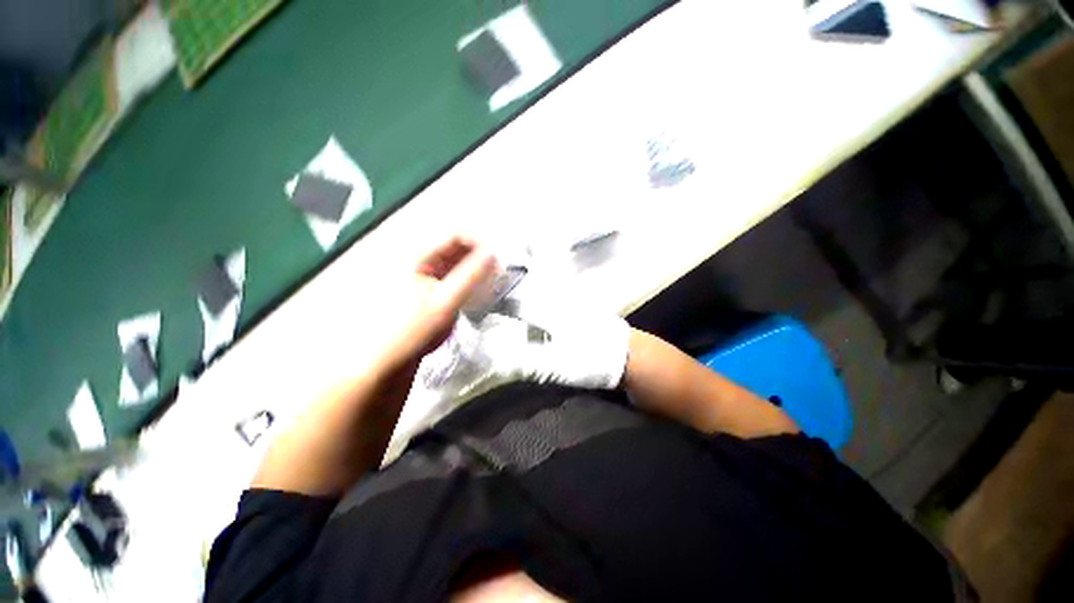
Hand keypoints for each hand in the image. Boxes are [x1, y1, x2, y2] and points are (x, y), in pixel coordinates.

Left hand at [378, 236, 496, 369]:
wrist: (395, 357)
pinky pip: (459, 274)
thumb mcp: (446, 301)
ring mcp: (431, 272)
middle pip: (460, 246)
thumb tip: (493, 254)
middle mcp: (425, 258)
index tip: (497, 261)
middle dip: (481, 257)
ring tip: (491, 284)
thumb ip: (470, 276)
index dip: (480, 243)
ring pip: (462, 260)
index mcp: (420, 256)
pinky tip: (480, 291)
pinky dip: (472, 279)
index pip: (456, 235)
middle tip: (498, 275)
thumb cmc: (415, 329)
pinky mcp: (437, 285)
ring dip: (479, 269)